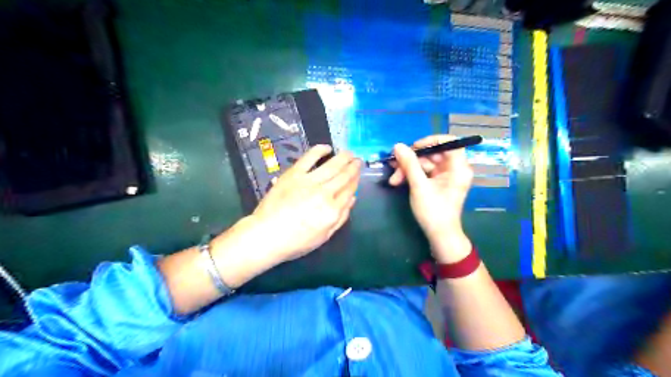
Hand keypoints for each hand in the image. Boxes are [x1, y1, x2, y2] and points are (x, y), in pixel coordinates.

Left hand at [249, 145, 361, 263]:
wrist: (267, 235)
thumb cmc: (296, 241)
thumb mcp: (324, 236)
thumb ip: (341, 218)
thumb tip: (352, 199)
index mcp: (333, 210)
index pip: (349, 190)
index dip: (356, 180)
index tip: (359, 173)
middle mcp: (325, 193)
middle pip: (344, 176)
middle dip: (353, 167)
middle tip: (358, 160)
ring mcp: (309, 181)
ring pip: (332, 165)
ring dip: (343, 157)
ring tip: (349, 153)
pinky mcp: (294, 174)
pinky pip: (309, 158)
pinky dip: (319, 151)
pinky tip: (327, 148)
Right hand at [391, 134, 473, 262]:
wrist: (439, 235)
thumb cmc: (434, 211)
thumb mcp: (419, 186)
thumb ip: (409, 164)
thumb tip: (398, 145)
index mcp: (458, 167)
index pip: (450, 142)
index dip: (431, 140)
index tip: (414, 147)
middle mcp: (454, 168)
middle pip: (433, 153)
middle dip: (412, 159)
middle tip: (394, 164)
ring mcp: (445, 176)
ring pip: (425, 163)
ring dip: (407, 169)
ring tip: (393, 179)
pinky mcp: (437, 182)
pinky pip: (424, 172)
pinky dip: (411, 175)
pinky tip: (398, 180)